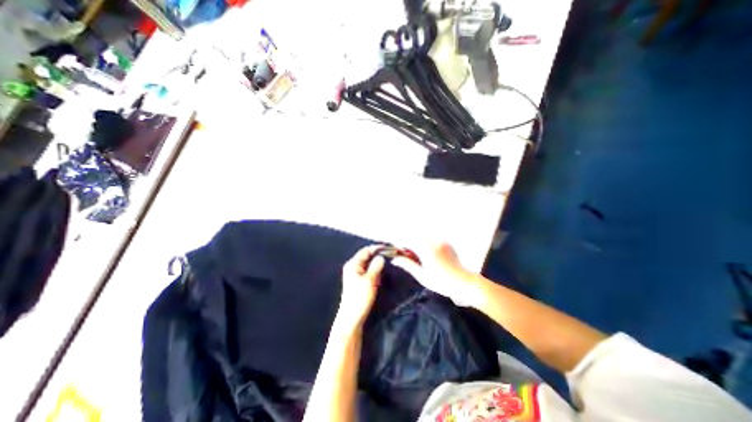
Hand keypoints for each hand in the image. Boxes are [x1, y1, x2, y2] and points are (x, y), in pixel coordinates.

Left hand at [341, 246, 386, 327]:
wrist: (352, 318)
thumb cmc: (360, 298)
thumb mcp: (370, 280)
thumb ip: (376, 266)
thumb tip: (381, 256)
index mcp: (353, 264)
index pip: (366, 250)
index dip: (378, 248)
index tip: (390, 247)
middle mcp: (353, 267)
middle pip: (367, 256)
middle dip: (379, 254)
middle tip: (391, 254)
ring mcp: (355, 274)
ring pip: (369, 263)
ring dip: (378, 262)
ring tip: (390, 260)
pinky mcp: (359, 281)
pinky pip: (369, 270)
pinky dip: (376, 269)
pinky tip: (383, 271)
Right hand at [390, 243, 477, 306]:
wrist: (464, 283)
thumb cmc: (441, 282)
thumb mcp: (422, 276)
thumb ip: (407, 265)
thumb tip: (394, 259)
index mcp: (426, 250)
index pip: (408, 240)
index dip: (399, 244)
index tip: (396, 251)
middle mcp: (433, 241)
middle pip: (414, 236)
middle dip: (408, 243)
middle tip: (406, 255)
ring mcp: (441, 240)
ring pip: (423, 236)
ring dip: (417, 243)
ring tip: (418, 256)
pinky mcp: (446, 242)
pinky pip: (432, 238)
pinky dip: (426, 243)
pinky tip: (428, 254)